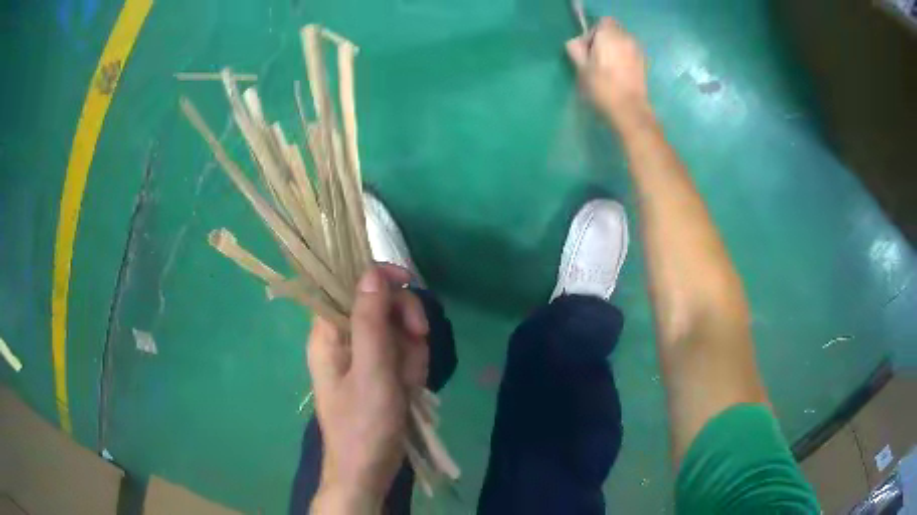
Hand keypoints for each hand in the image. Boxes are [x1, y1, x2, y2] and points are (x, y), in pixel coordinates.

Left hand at [308, 265, 429, 511]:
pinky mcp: (379, 372)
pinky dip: (412, 368)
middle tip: (420, 338)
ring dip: (412, 352)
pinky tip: (410, 389)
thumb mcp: (371, 371)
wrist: (369, 471)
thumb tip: (371, 271)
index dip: (380, 279)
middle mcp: (343, 338)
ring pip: (398, 330)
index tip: (409, 283)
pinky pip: (403, 354)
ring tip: (408, 382)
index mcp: (328, 332)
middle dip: (405, 321)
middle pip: (381, 304)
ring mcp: (363, 356)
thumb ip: (370, 320)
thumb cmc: (364, 425)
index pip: (351, 284)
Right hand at [566, 18, 651, 129]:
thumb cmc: (602, 87)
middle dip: (604, 40)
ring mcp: (638, 51)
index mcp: (610, 35)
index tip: (588, 49)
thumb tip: (577, 43)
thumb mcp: (581, 68)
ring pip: (623, 42)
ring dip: (615, 49)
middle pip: (614, 30)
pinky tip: (618, 73)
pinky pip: (630, 53)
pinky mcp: (644, 63)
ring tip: (607, 67)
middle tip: (596, 59)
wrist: (629, 110)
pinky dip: (624, 58)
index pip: (602, 22)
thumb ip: (576, 49)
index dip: (593, 32)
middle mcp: (626, 38)